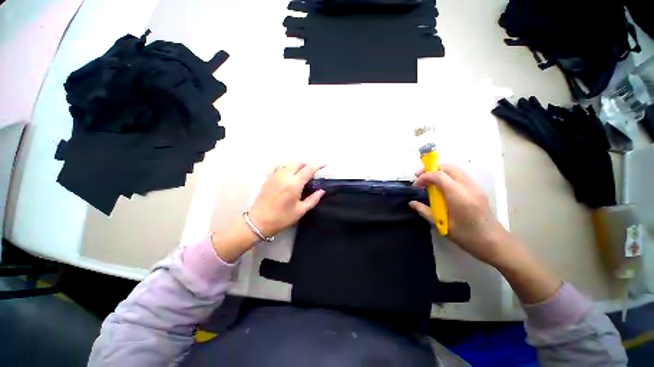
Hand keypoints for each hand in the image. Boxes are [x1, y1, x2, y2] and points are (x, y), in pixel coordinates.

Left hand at [248, 163, 324, 236]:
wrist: (258, 221)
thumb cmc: (282, 218)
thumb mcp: (300, 211)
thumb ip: (313, 199)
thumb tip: (321, 191)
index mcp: (294, 184)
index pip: (308, 169)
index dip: (317, 165)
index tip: (323, 165)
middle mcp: (285, 176)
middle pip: (298, 163)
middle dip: (306, 165)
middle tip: (311, 173)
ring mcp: (275, 176)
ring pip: (288, 164)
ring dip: (297, 166)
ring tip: (300, 174)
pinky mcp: (268, 178)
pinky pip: (279, 167)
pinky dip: (286, 167)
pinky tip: (288, 174)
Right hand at [409, 164, 510, 265]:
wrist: (495, 243)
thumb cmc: (467, 236)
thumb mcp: (442, 225)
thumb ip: (425, 211)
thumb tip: (411, 203)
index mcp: (459, 196)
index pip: (439, 175)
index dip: (424, 177)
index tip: (415, 186)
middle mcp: (468, 187)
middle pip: (448, 167)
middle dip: (431, 169)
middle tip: (420, 178)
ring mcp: (475, 187)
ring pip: (455, 170)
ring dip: (439, 172)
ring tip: (429, 182)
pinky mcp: (477, 190)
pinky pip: (460, 176)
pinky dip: (447, 176)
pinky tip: (442, 188)